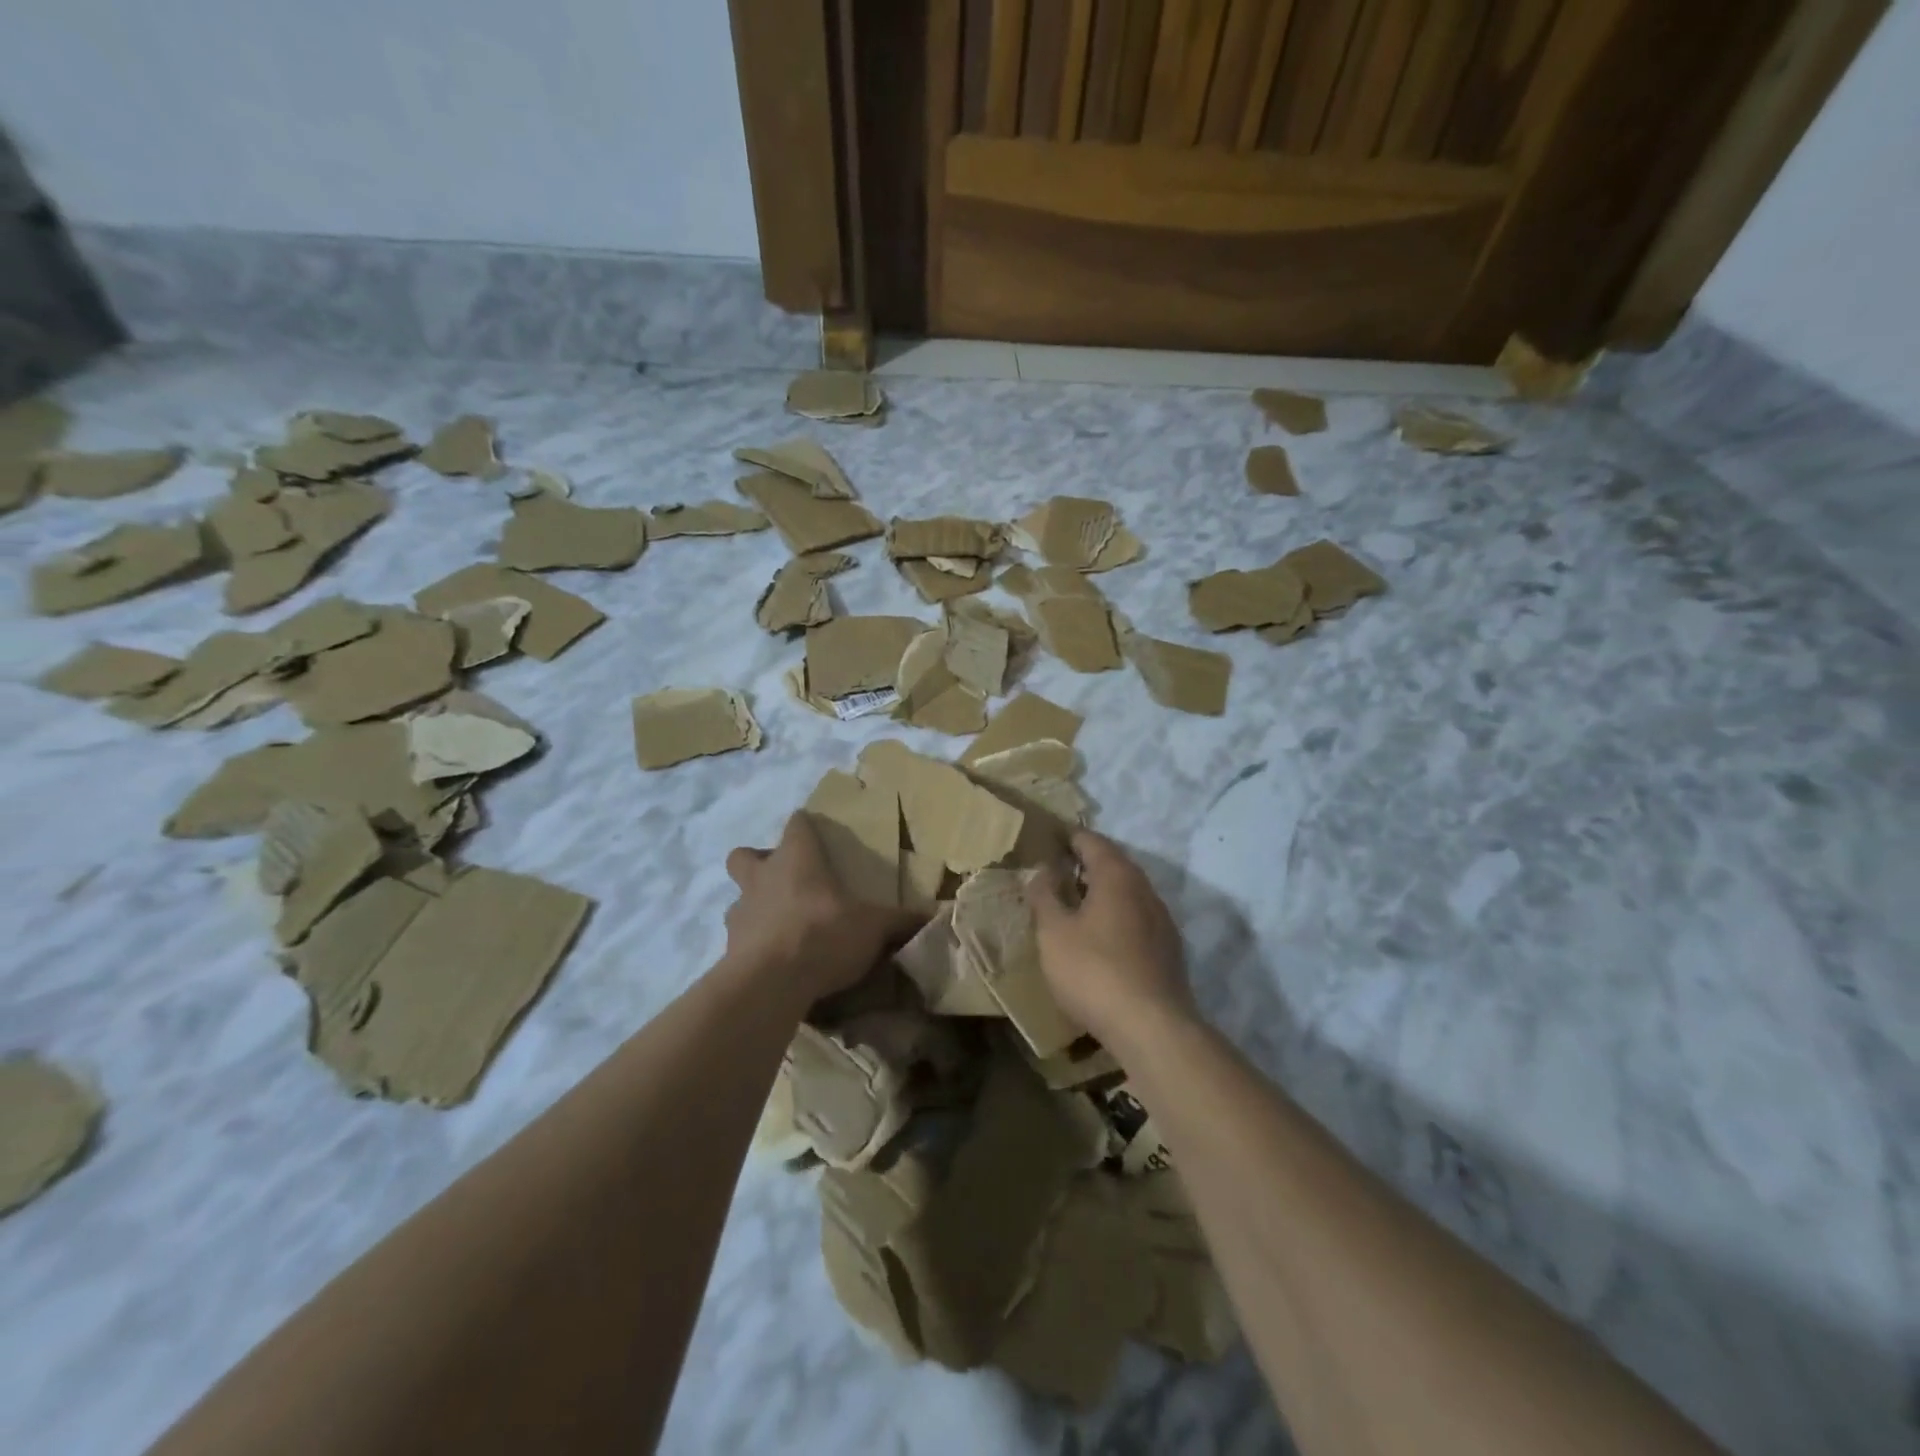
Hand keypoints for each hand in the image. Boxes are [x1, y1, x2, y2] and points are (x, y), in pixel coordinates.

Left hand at [724, 814, 922, 1006]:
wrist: (770, 983)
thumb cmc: (822, 934)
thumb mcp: (874, 927)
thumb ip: (901, 921)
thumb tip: (934, 915)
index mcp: (797, 858)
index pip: (797, 825)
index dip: (805, 826)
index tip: (816, 833)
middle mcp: (762, 878)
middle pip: (745, 855)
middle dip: (758, 862)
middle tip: (784, 879)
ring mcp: (740, 913)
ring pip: (739, 899)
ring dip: (755, 907)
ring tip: (781, 927)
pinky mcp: (728, 950)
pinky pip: (739, 940)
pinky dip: (754, 946)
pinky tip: (775, 962)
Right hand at [1027, 830, 1196, 1051]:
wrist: (1152, 1027)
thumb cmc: (1094, 971)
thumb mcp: (1053, 933)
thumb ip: (1045, 896)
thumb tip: (1042, 870)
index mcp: (1117, 876)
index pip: (1092, 841)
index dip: (1069, 837)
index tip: (1049, 837)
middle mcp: (1145, 889)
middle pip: (1114, 864)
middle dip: (1086, 863)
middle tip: (1057, 869)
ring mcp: (1162, 920)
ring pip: (1128, 893)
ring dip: (1102, 892)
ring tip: (1075, 902)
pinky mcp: (1168, 950)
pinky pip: (1137, 919)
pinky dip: (1116, 916)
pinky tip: (1101, 937)